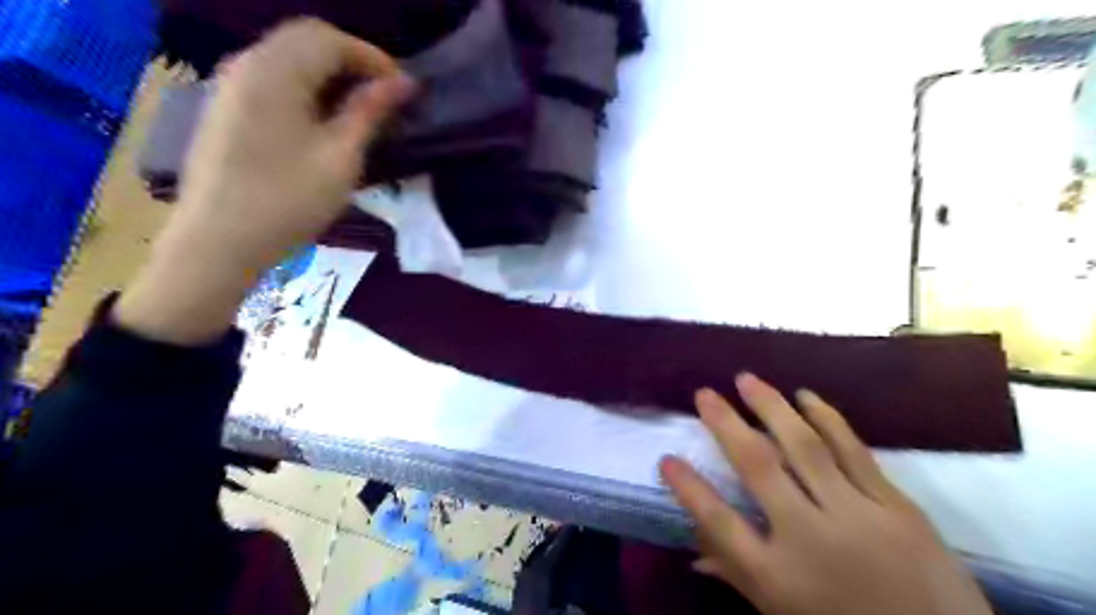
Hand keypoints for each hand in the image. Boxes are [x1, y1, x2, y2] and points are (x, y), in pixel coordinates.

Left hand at [115, 18, 415, 342]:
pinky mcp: (226, 107)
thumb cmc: (288, 200)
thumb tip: (403, 83)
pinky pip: (272, 78)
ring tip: (360, 109)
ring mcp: (230, 84)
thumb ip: (369, 112)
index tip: (404, 90)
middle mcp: (247, 64)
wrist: (218, 241)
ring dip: (329, 74)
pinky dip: (306, 86)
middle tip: (384, 97)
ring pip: (288, 58)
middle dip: (352, 61)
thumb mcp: (341, 157)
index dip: (373, 58)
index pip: (330, 39)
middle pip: (306, 39)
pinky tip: (322, 120)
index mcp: (275, 71)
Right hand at [658, 372, 995, 614]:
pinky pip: (854, 452)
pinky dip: (827, 419)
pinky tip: (806, 396)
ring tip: (747, 379)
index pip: (719, 523)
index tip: (666, 458)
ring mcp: (857, 516)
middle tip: (705, 392)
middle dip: (726, 425)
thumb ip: (738, 577)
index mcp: (777, 575)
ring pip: (805, 447)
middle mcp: (810, 537)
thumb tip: (694, 555)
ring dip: (771, 407)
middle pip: (758, 468)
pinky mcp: (897, 506)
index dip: (689, 488)